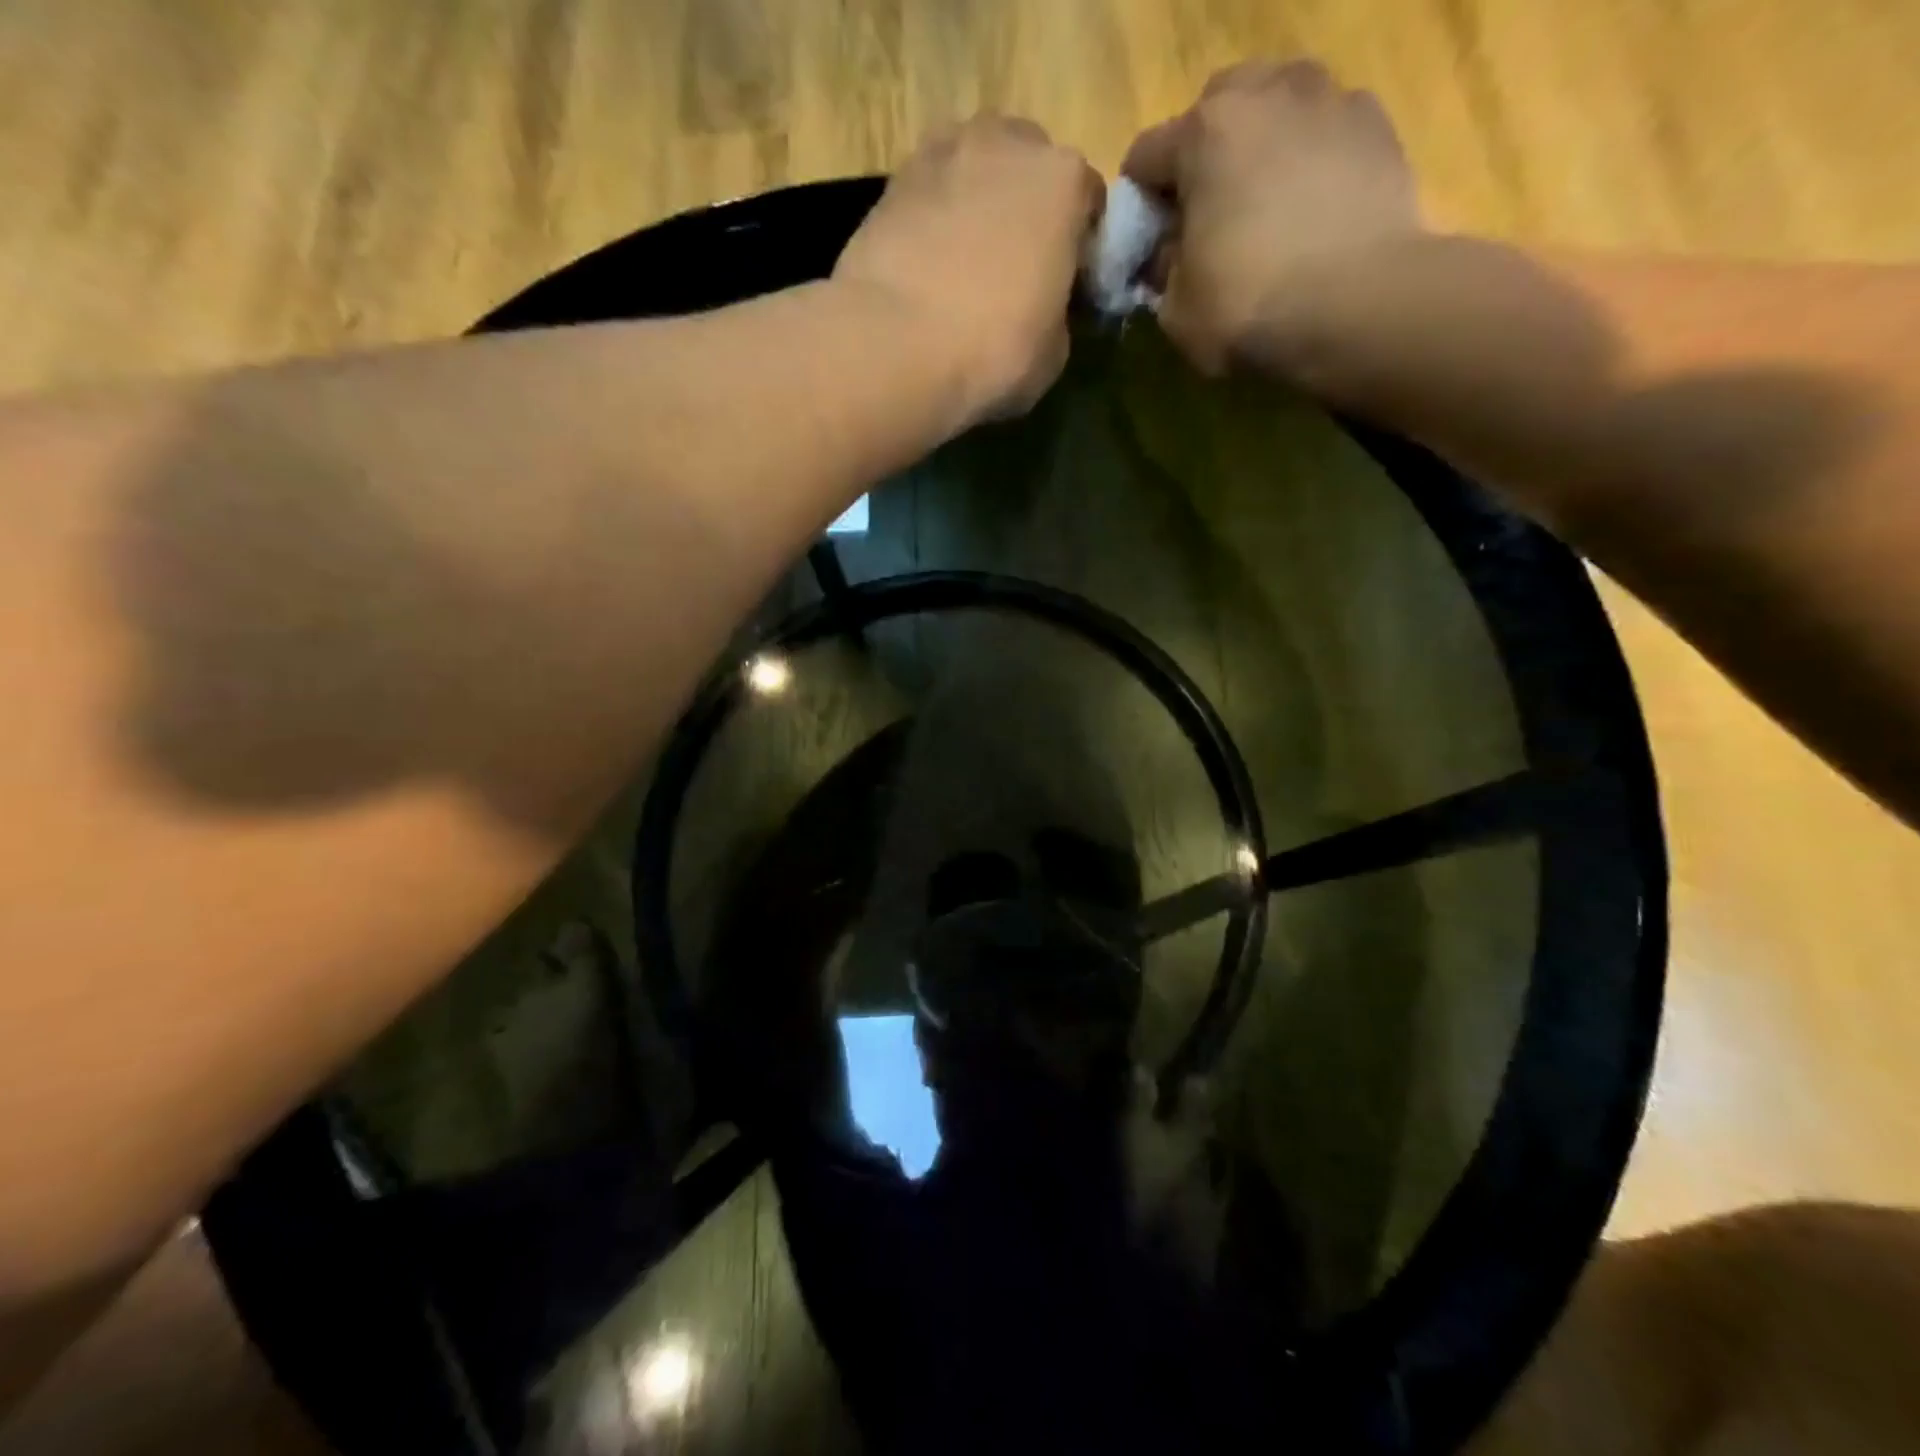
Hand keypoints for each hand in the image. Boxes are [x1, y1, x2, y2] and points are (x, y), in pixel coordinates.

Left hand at [835, 115, 1103, 422]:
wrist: (895, 346)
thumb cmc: (993, 351)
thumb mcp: (1053, 353)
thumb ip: (1057, 313)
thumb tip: (1042, 310)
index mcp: (1063, 180)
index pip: (1088, 202)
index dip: (1080, 246)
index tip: (1065, 285)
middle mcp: (1006, 144)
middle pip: (1028, 168)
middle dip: (1026, 209)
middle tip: (1013, 270)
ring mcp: (943, 153)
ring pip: (974, 171)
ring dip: (976, 205)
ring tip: (964, 265)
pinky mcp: (891, 181)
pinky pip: (929, 195)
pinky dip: (933, 220)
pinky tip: (925, 267)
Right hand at [1123, 60, 1420, 372]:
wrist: (1359, 305)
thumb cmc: (1249, 306)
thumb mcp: (1177, 311)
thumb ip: (1162, 271)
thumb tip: (1167, 256)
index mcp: (1204, 132)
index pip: (1146, 156)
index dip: (1140, 205)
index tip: (1149, 244)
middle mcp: (1266, 93)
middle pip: (1215, 109)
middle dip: (1203, 157)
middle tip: (1207, 216)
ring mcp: (1329, 99)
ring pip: (1276, 107)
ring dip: (1260, 147)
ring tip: (1264, 205)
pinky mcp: (1377, 124)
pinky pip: (1325, 131)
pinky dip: (1310, 159)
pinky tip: (1311, 210)